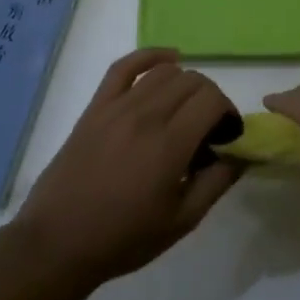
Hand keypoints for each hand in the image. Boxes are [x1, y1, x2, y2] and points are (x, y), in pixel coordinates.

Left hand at [11, 48, 243, 291]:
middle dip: (211, 99)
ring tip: (185, 110)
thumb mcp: (182, 221)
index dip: (228, 113)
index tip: (226, 137)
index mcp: (169, 145)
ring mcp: (116, 107)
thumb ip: (217, 183)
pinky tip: (168, 59)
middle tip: (207, 130)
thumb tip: (241, 154)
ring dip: (185, 84)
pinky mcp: (95, 107)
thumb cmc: (124, 238)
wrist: (58, 242)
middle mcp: (145, 116)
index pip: (212, 100)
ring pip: (164, 71)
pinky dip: (150, 56)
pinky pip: (124, 66)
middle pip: (193, 81)